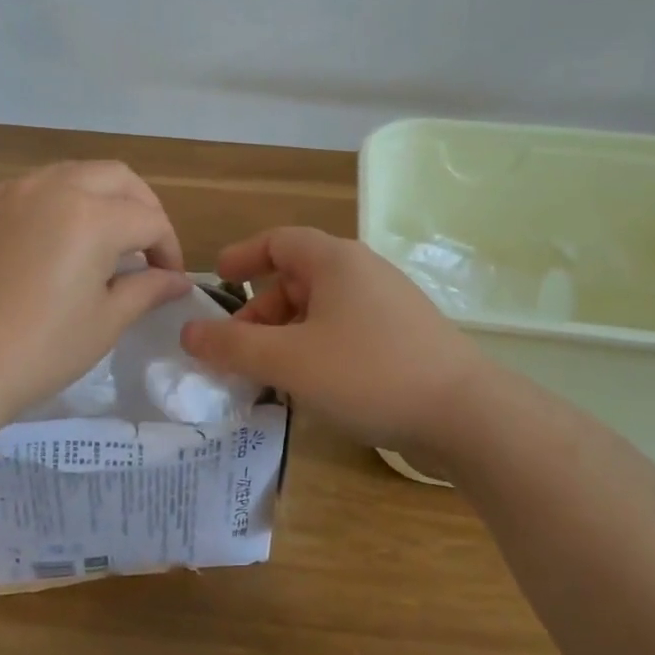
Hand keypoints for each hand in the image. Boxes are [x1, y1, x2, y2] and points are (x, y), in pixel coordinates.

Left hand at [0, 161, 194, 424]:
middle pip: (116, 177)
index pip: (148, 219)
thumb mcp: (104, 323)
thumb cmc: (37, 350)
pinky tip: (52, 241)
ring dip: (100, 197)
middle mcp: (53, 188)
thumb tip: (177, 281)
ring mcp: (11, 193)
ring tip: (102, 240)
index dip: (168, 248)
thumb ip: (146, 290)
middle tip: (145, 247)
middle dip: (142, 206)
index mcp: (91, 216)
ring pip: (73, 174)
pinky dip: (58, 203)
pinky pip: (33, 189)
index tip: (168, 280)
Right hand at [180, 226, 493, 450]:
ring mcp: (388, 303)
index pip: (278, 240)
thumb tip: (189, 334)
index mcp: (334, 260)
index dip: (243, 256)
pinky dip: (317, 346)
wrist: (466, 414)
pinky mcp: (404, 335)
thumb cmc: (367, 372)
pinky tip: (313, 383)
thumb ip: (233, 346)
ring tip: (270, 373)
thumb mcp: (289, 361)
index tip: (218, 279)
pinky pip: (346, 328)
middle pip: (297, 277)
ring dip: (287, 333)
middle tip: (237, 348)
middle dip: (261, 310)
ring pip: (322, 307)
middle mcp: (362, 271)